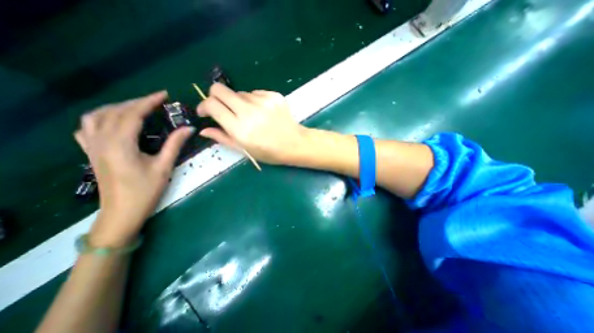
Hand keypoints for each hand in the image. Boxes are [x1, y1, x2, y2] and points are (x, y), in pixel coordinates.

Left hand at [73, 91, 194, 246]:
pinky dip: (100, 117)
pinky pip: (88, 127)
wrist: (122, 212)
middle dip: (137, 102)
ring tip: (137, 107)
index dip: (149, 101)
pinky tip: (113, 120)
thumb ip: (175, 144)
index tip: (164, 94)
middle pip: (115, 112)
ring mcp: (92, 146)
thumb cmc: (146, 190)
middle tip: (157, 101)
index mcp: (120, 144)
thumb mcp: (164, 166)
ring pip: (97, 116)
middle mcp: (101, 140)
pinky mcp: (91, 152)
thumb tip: (189, 128)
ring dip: (118, 107)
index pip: (133, 114)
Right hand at [197, 82, 306, 163]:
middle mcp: (250, 111)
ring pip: (239, 93)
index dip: (204, 106)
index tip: (206, 112)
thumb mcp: (245, 150)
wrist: (295, 144)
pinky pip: (255, 93)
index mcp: (240, 128)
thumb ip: (223, 138)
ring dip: (238, 102)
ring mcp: (263, 101)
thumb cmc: (270, 152)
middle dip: (215, 97)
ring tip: (250, 116)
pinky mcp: (274, 96)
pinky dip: (254, 101)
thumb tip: (203, 130)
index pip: (212, 104)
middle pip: (220, 89)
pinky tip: (262, 112)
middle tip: (222, 109)